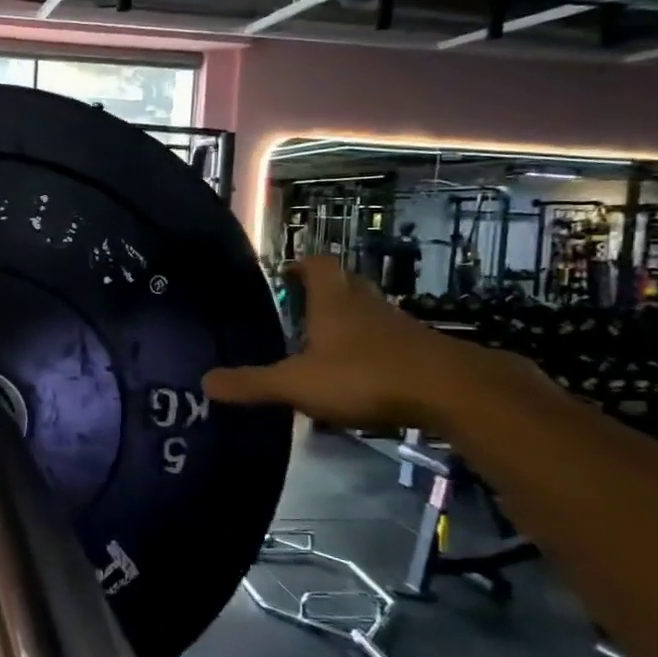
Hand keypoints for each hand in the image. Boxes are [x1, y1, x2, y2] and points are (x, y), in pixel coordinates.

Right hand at [203, 255, 504, 430]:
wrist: (452, 392)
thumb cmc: (365, 376)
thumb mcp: (298, 384)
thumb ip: (252, 384)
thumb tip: (205, 382)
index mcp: (334, 301)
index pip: (317, 264)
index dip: (301, 265)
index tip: (285, 276)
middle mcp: (366, 304)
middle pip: (345, 284)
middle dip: (324, 293)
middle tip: (301, 312)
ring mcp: (398, 326)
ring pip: (369, 313)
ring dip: (350, 323)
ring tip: (325, 348)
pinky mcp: (421, 351)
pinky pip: (390, 342)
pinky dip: (373, 352)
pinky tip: (361, 379)